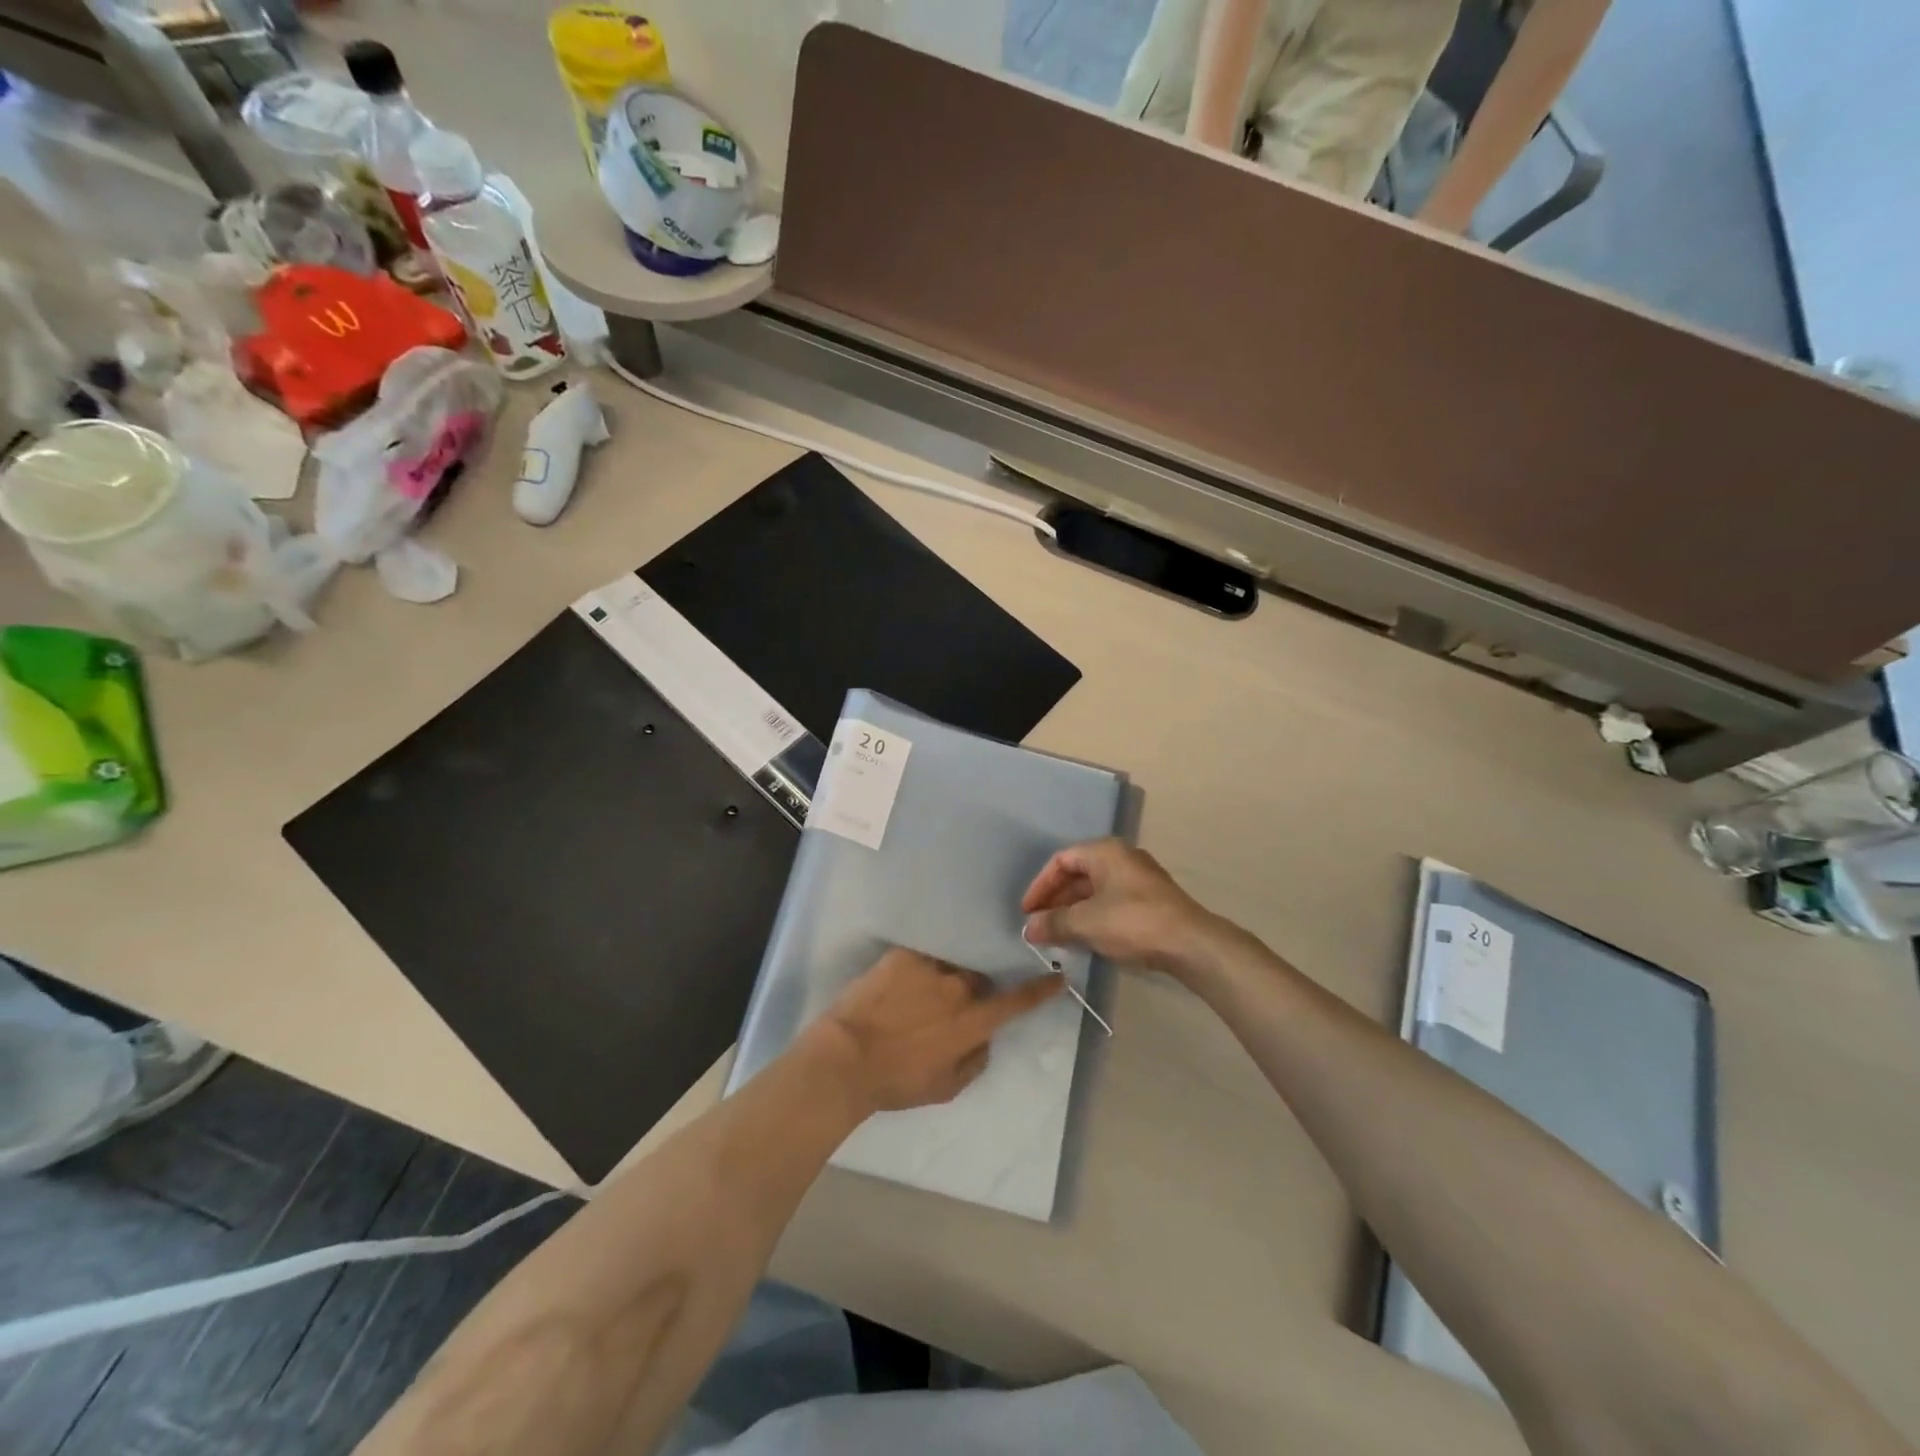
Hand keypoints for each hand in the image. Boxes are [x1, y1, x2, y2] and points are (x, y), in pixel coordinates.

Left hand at [806, 948, 1063, 1114]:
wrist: (845, 1057)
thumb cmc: (896, 1081)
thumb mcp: (945, 1087)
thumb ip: (975, 1061)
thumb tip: (984, 1039)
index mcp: (972, 1021)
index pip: (1016, 1001)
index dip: (1040, 989)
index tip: (1057, 976)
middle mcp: (958, 988)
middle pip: (979, 979)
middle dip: (974, 991)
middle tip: (950, 1008)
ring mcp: (930, 967)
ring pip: (950, 966)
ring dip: (945, 979)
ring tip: (920, 994)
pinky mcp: (904, 955)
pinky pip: (923, 957)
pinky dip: (919, 969)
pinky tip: (902, 983)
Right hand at [1021, 839, 1224, 980]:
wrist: (1190, 943)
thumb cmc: (1133, 922)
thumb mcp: (1086, 922)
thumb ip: (1053, 923)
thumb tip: (1028, 929)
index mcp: (1105, 851)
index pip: (1061, 860)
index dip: (1040, 886)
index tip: (1027, 912)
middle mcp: (1121, 857)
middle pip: (1078, 874)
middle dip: (1055, 901)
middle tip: (1039, 925)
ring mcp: (1139, 879)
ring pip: (1095, 890)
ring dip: (1073, 911)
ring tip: (1057, 935)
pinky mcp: (1151, 900)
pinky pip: (1111, 902)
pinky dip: (1093, 917)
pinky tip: (1085, 938)